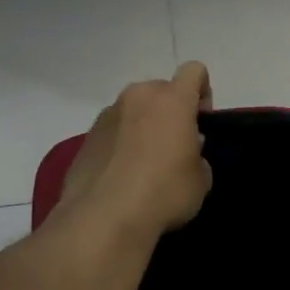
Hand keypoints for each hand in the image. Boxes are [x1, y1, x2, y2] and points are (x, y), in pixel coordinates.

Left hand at [61, 62, 213, 239]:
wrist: (104, 218)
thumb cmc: (164, 193)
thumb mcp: (200, 180)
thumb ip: (198, 156)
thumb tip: (186, 151)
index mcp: (171, 100)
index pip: (194, 71)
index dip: (202, 92)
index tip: (201, 121)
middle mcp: (137, 97)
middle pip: (161, 90)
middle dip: (170, 110)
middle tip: (174, 145)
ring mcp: (107, 115)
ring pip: (134, 109)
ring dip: (143, 125)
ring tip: (145, 163)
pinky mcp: (86, 137)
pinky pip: (113, 131)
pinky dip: (121, 143)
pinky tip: (123, 175)